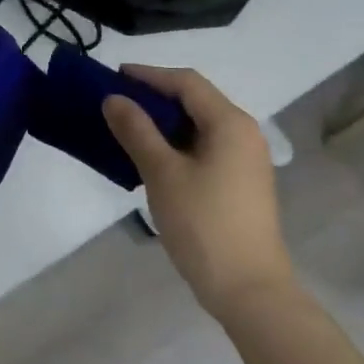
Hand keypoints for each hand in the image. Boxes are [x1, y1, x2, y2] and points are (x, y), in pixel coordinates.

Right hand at [103, 66, 295, 318]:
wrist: (249, 289)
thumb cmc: (204, 224)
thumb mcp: (162, 173)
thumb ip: (137, 130)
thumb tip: (114, 99)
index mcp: (230, 122)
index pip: (186, 82)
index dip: (149, 75)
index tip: (114, 76)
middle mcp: (244, 133)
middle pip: (196, 100)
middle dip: (155, 97)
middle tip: (116, 102)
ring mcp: (247, 159)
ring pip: (200, 126)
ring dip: (165, 122)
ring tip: (128, 128)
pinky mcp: (242, 183)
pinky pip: (206, 147)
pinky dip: (178, 144)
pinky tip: (153, 158)